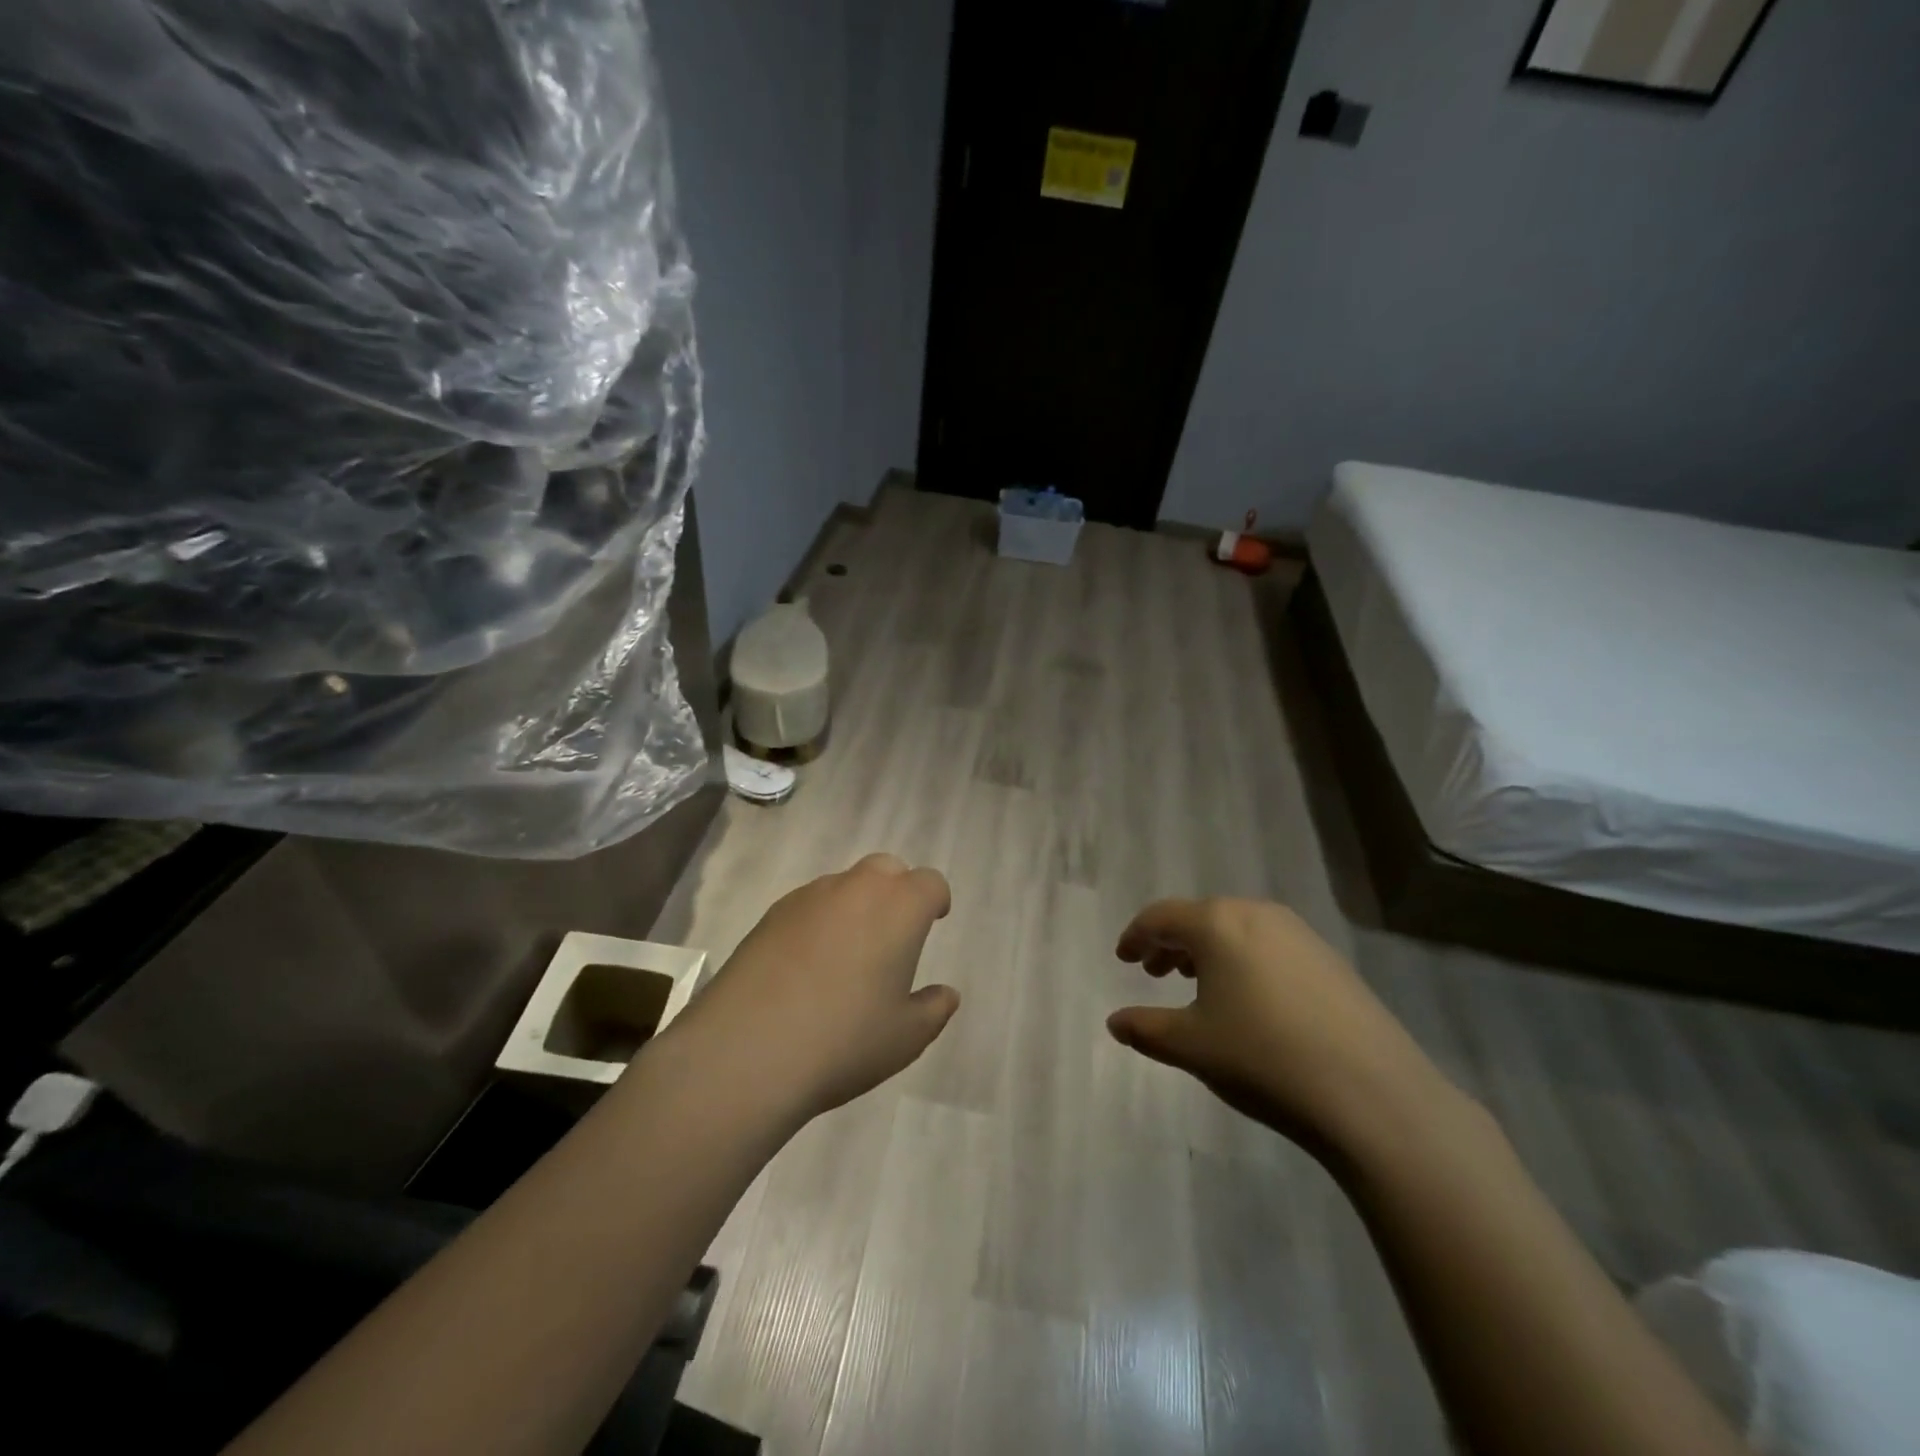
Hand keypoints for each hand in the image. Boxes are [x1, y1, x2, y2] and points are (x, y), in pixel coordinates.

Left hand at [669, 854, 959, 1128]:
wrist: (745, 1051)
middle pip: (886, 869)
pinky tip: (807, 966)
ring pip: (844, 885)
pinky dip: (819, 922)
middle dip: (896, 891)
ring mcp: (808, 897)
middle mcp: (856, 889)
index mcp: (898, 908)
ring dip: (855, 906)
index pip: (929, 882)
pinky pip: (808, 906)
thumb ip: (933, 1009)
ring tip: (847, 955)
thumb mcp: (905, 1037)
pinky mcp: (770, 915)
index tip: (935, 919)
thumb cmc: (843, 1041)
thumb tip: (946, 994)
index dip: (935, 899)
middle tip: (893, 933)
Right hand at [1108, 898, 1452, 1157]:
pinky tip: (1248, 999)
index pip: (1161, 916)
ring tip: (1196, 985)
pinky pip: (1268, 946)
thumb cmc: (1262, 1058)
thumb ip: (1145, 1028)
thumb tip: (1115, 1022)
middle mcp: (1257, 914)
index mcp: (1217, 923)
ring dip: (1207, 951)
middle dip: (1171, 943)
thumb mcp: (1191, 1046)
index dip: (1135, 936)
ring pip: (1236, 930)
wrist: (1373, 1094)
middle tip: (1153, 973)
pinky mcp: (1330, 959)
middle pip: (1199, 917)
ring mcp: (1299, 934)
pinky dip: (1243, 961)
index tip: (1122, 958)